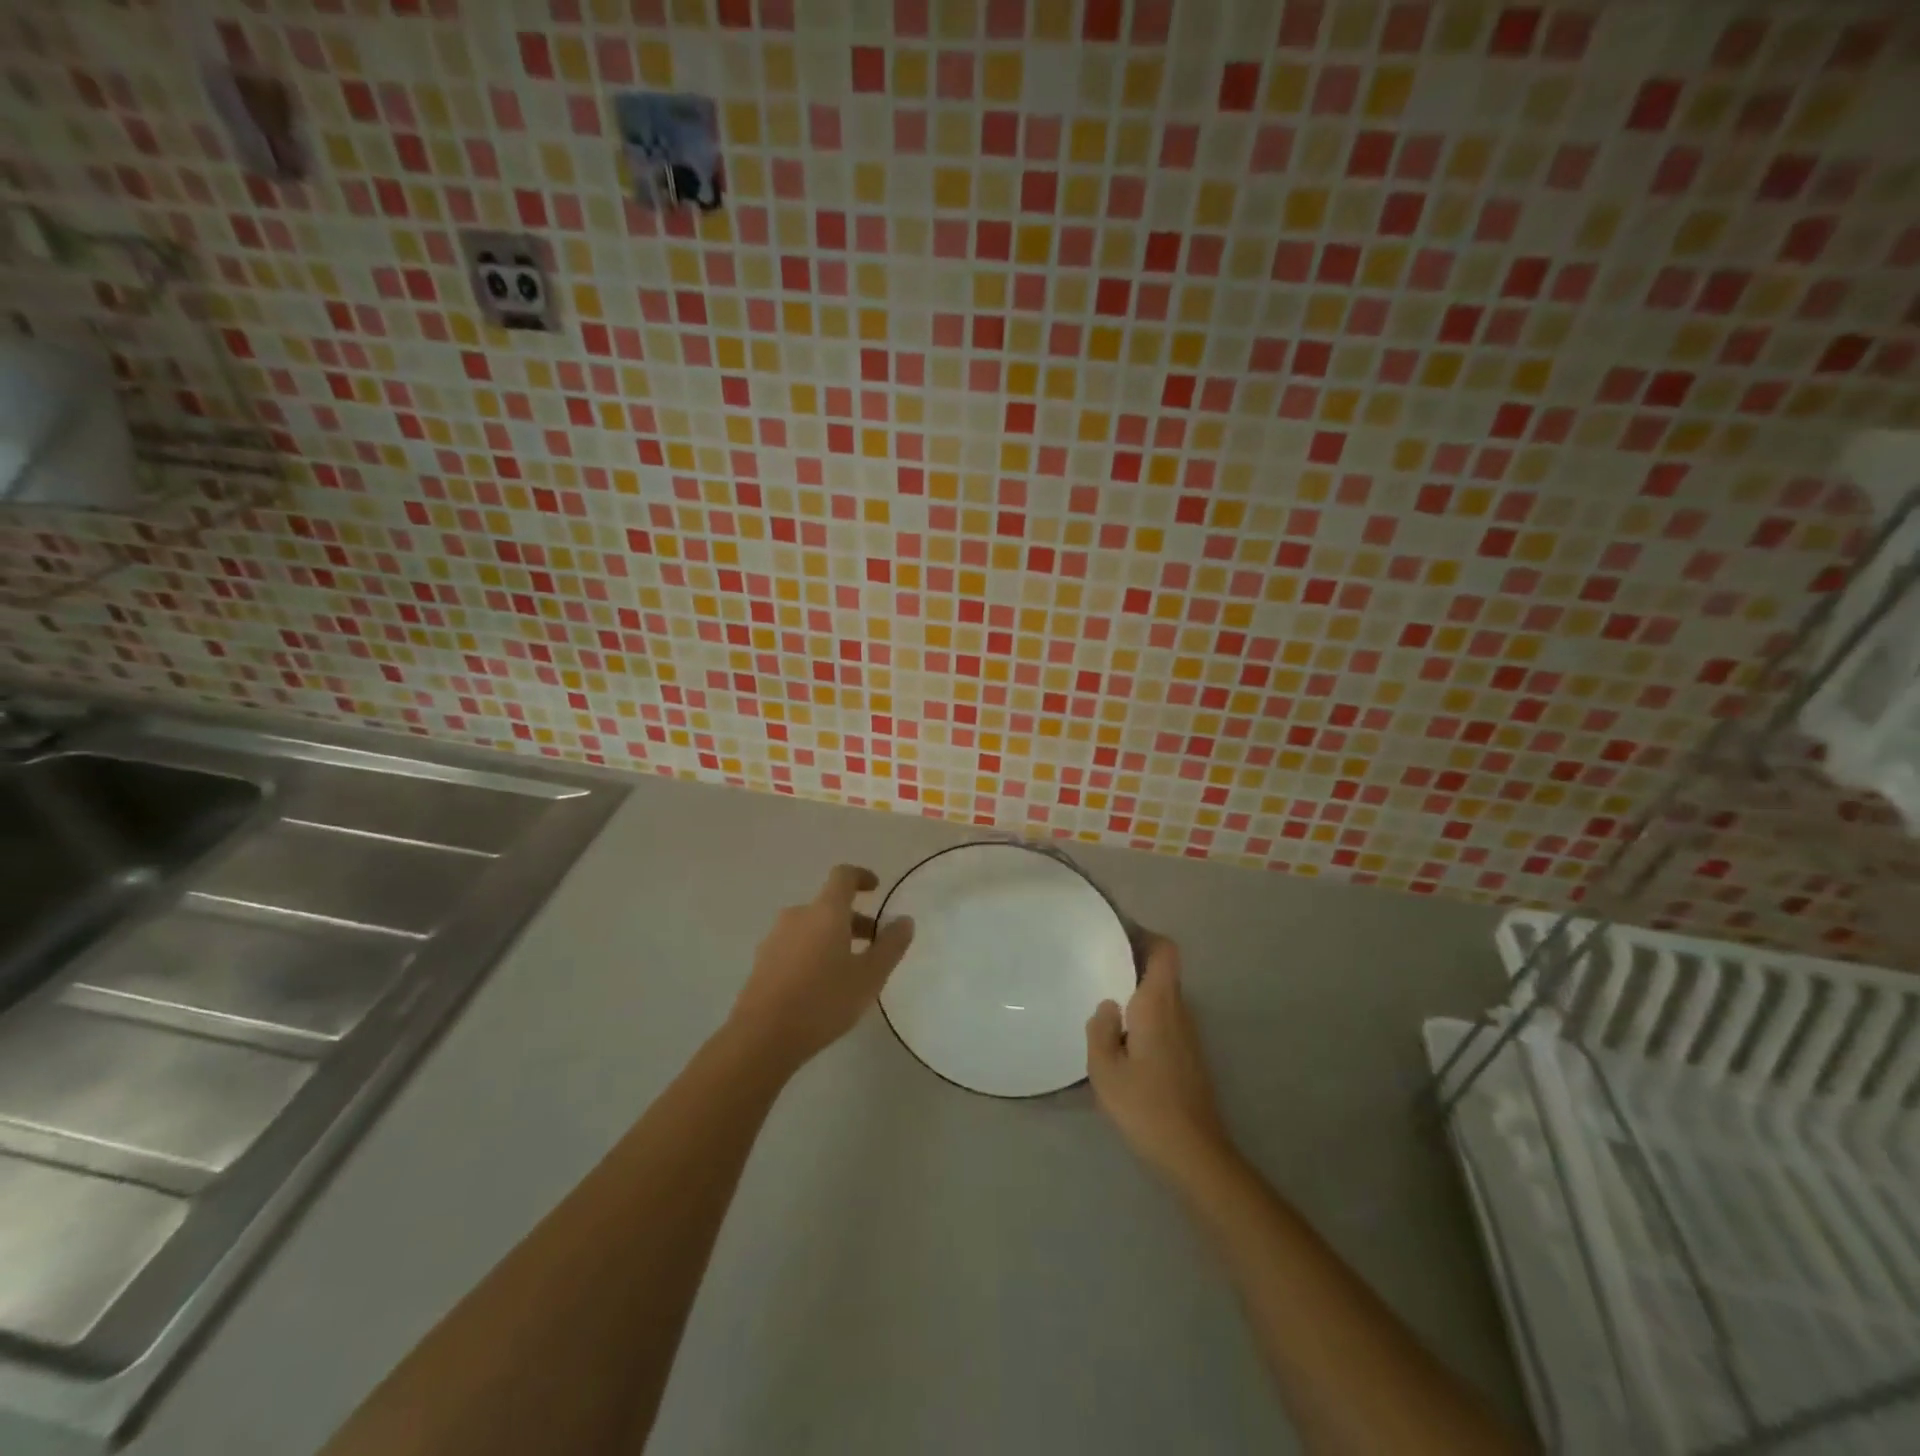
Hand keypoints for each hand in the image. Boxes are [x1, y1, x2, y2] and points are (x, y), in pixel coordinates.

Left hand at [728, 864, 913, 1072]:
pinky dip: (812, 953)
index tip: (875, 888)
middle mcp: (798, 916)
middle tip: (873, 945)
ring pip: (811, 927)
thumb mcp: (869, 976)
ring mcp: (775, 938)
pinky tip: (820, 986)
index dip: (861, 876)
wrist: (762, 1037)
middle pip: (828, 906)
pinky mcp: (762, 962)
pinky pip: (794, 946)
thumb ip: (890, 946)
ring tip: (848, 970)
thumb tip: (904, 921)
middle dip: (853, 920)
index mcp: (825, 911)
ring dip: (832, 938)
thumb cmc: (823, 1000)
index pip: (843, 876)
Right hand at [1086, 936, 1235, 1185]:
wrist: (1195, 1154)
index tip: (1116, 937)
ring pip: (1163, 997)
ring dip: (1138, 993)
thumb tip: (1107, 1006)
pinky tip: (1122, 1041)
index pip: (1165, 951)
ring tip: (1104, 1002)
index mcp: (1159, 1004)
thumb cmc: (1146, 1106)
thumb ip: (1100, 1029)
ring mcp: (1189, 1035)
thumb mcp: (1105, 1070)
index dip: (1144, 936)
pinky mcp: (1190, 1057)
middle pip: (1162, 971)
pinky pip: (1166, 1020)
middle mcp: (1179, 1011)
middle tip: (1097, 968)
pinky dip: (1145, 1017)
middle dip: (1133, 963)